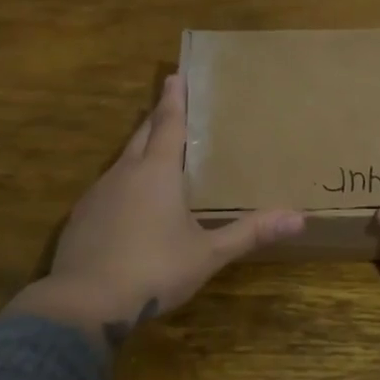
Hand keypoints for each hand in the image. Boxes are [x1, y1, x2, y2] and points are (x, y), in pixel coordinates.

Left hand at [6, 75, 304, 347]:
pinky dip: (123, 181)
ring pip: (122, 160)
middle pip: (142, 135)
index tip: (175, 75)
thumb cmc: (154, 270)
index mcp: (157, 172)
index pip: (169, 124)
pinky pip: (107, 187)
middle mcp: (125, 173)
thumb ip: (249, 232)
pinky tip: (128, 200)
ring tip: (153, 148)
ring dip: (138, 148)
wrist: (84, 304)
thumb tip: (299, 219)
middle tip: (168, 102)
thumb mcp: (208, 253)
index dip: (174, 100)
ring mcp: (98, 194)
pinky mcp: (81, 218)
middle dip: (156, 117)